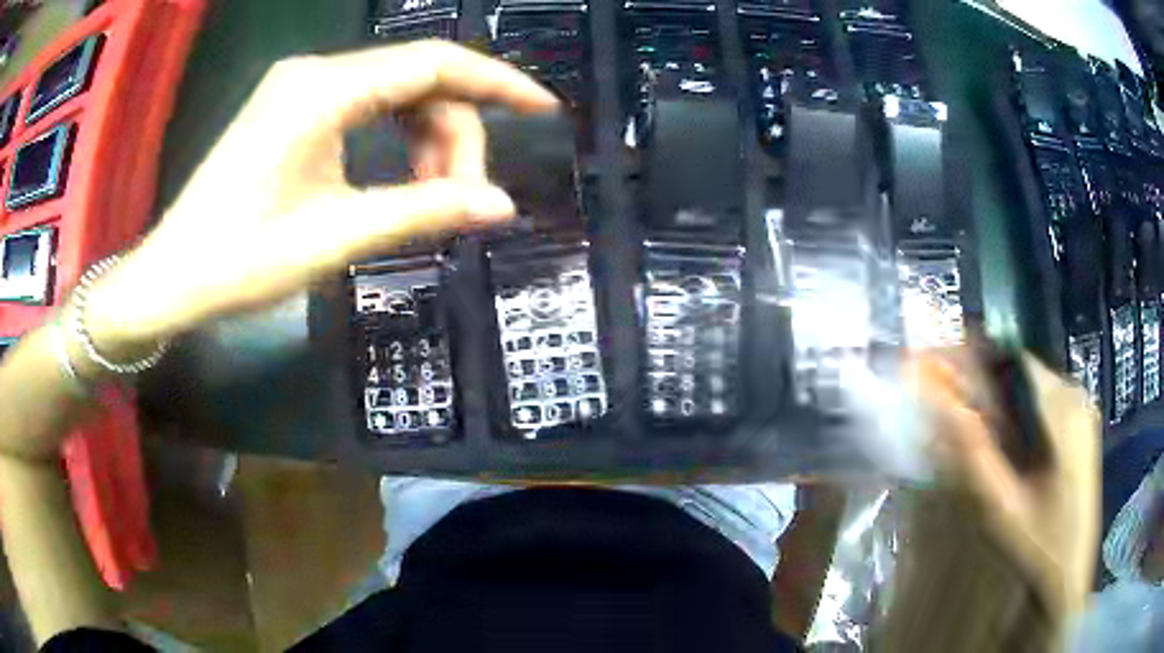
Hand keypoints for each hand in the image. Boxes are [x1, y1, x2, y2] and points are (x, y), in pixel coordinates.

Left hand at [82, 41, 557, 355]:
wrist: (172, 276)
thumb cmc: (241, 261)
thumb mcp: (336, 238)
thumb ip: (422, 212)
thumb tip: (501, 206)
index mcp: (323, 91)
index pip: (433, 63)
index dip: (496, 82)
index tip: (543, 108)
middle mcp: (315, 72)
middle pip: (417, 78)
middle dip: (454, 132)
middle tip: (463, 197)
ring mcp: (300, 87)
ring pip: (393, 93)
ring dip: (425, 138)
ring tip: (430, 196)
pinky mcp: (291, 108)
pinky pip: (365, 105)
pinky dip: (394, 137)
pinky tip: (399, 177)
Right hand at [915, 349, 1099, 615]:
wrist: (1071, 573)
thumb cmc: (1040, 544)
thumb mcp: (1002, 506)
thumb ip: (974, 454)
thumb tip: (939, 405)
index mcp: (1063, 409)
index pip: (1013, 360)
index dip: (975, 360)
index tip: (941, 370)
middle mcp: (1076, 396)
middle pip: (1023, 371)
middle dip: (986, 383)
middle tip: (951, 404)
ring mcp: (1083, 410)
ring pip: (1032, 386)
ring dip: (1002, 399)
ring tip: (972, 424)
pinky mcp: (1082, 425)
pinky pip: (1045, 403)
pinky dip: (1019, 413)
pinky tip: (1005, 441)